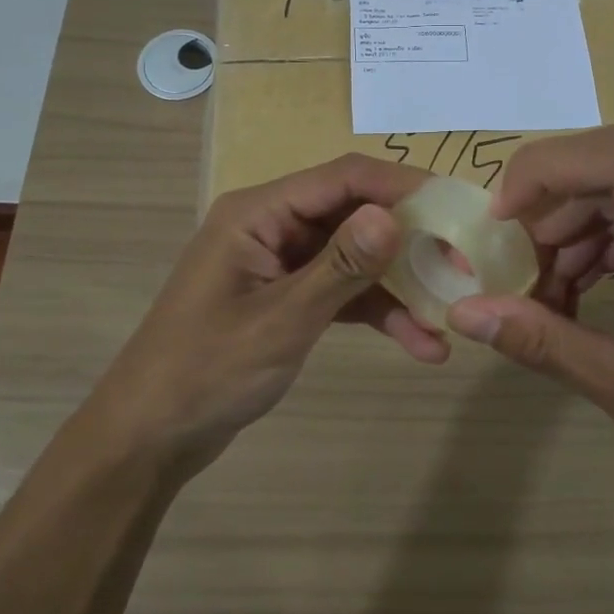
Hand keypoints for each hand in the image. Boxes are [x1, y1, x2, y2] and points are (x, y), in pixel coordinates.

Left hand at [90, 154, 443, 471]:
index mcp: (258, 212)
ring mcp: (280, 263)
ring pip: (354, 257)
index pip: (341, 177)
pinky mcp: (287, 297)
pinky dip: (376, 312)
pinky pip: (342, 291)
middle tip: (463, 266)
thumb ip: (340, 267)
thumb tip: (392, 215)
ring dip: (399, 286)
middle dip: (409, 241)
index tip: (454, 206)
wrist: (150, 436)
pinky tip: (419, 344)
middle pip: (353, 215)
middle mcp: (272, 226)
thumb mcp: (280, 320)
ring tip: (448, 318)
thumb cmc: (206, 371)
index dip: (400, 186)